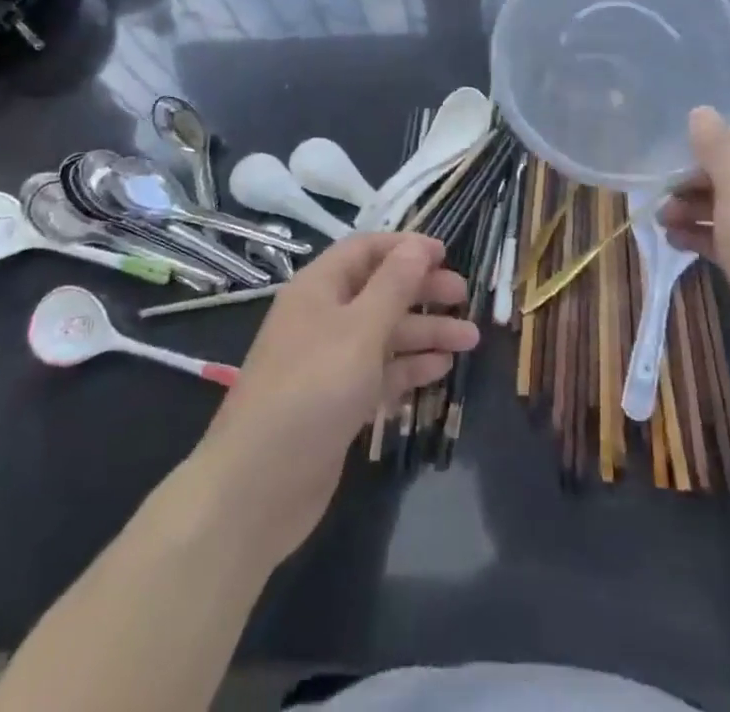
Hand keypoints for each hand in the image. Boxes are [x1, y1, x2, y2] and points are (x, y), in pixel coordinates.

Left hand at [195, 234, 476, 560]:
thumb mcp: (360, 330)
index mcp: (320, 288)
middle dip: (421, 290)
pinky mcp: (338, 401)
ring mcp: (330, 362)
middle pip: (379, 291)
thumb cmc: (312, 390)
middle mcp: (323, 317)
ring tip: (470, 338)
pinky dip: (409, 367)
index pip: (365, 250)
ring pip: (384, 334)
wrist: (259, 484)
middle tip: (464, 296)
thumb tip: (417, 244)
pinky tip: (442, 368)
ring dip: (424, 331)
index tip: (446, 254)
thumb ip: (394, 286)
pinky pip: (379, 371)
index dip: (404, 247)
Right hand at [660, 109, 729, 394]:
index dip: (711, 141)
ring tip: (660, 222)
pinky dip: (701, 237)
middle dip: (694, 180)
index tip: (674, 156)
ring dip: (692, 209)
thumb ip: (716, 147)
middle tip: (661, 193)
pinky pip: (728, 239)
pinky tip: (674, 243)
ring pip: (727, 207)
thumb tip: (701, 110)